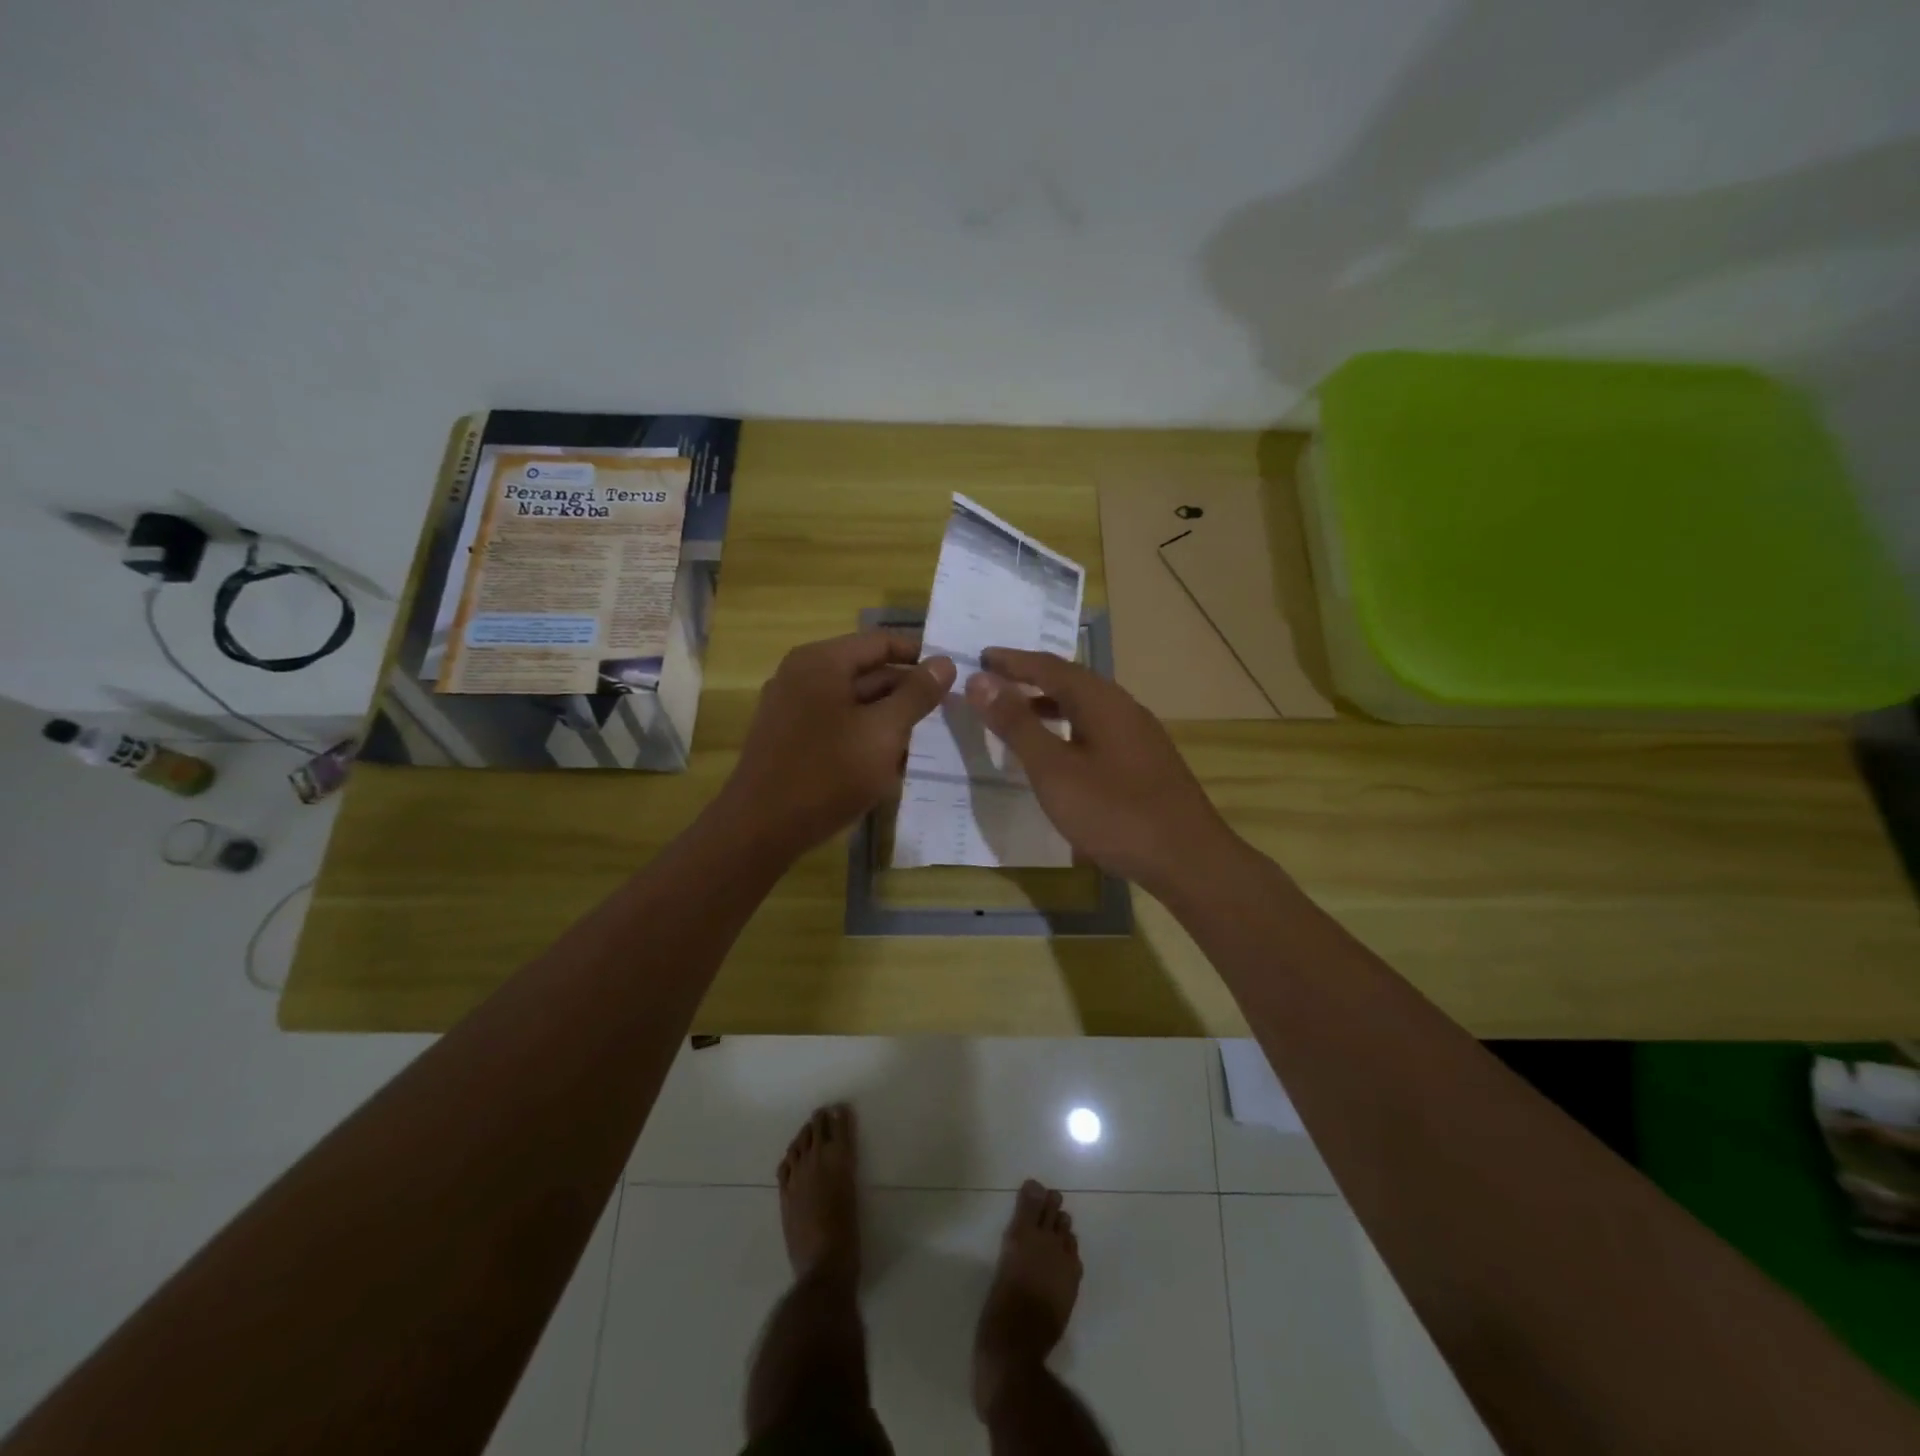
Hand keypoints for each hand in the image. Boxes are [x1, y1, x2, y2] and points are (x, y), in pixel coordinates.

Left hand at [718, 630, 955, 858]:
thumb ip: (917, 695)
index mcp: (822, 661)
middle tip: (945, 715)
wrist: (760, 829)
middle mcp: (802, 674)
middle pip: (867, 672)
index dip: (920, 656)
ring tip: (922, 743)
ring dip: (888, 719)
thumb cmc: (827, 774)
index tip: (953, 677)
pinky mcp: (789, 737)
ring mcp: (791, 707)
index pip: (881, 642)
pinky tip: (887, 764)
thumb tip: (945, 662)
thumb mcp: (883, 733)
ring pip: (853, 702)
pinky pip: (836, 724)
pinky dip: (863, 736)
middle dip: (906, 694)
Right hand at [965, 648, 1237, 895]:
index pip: (1050, 666)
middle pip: (1072, 681)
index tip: (981, 657)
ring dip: (1051, 702)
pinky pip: (1099, 728)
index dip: (1013, 661)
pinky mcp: (1146, 762)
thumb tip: (980, 681)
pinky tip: (1061, 752)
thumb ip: (1017, 724)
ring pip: (1088, 706)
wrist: (1188, 859)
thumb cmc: (1114, 813)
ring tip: (1020, 713)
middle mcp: (1124, 708)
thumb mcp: (1053, 770)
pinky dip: (1070, 726)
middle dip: (1032, 677)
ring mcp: (1140, 735)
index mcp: (1101, 701)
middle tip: (996, 681)